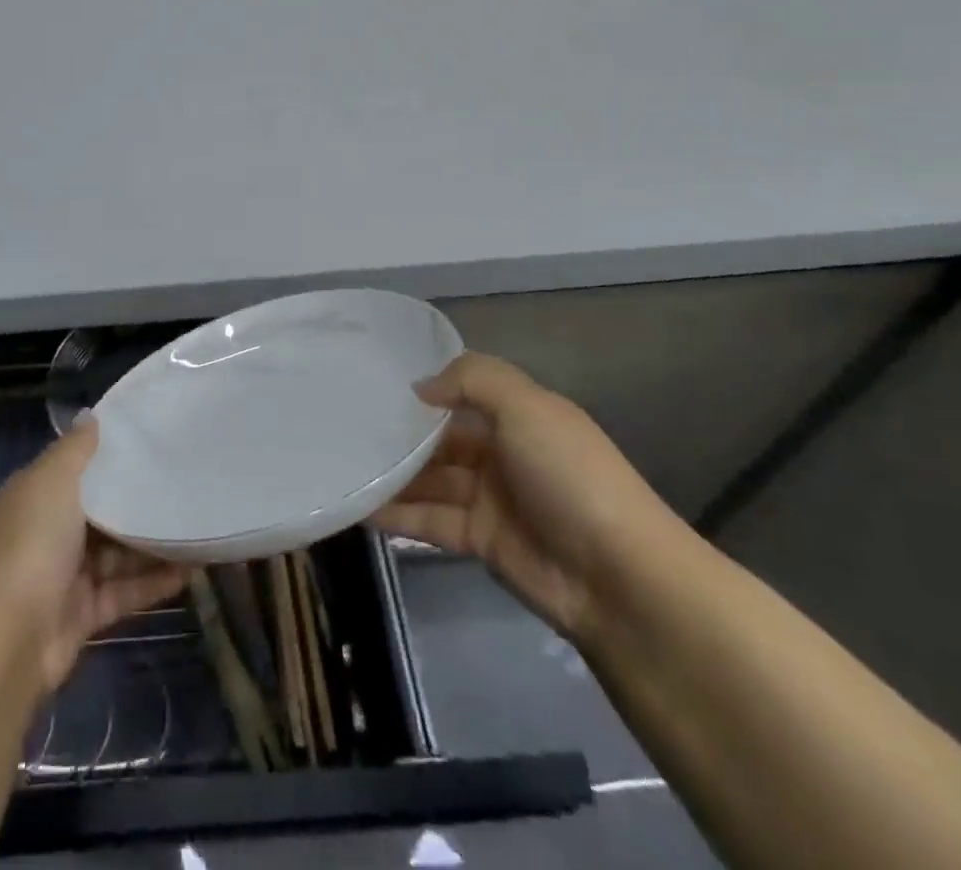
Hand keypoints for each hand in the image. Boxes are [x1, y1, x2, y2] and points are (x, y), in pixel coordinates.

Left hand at [0, 417, 188, 695]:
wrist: (7, 642)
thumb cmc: (31, 545)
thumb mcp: (52, 481)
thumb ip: (76, 449)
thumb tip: (90, 415)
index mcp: (36, 495)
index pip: (76, 468)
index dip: (110, 454)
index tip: (153, 440)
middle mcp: (48, 531)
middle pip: (100, 511)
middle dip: (137, 501)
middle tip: (185, 484)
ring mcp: (65, 576)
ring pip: (117, 553)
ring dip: (153, 544)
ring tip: (197, 528)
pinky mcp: (83, 614)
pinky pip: (124, 591)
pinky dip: (154, 582)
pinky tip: (190, 571)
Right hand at [373, 353, 683, 644]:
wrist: (619, 580)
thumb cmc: (570, 477)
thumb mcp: (527, 408)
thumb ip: (470, 381)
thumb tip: (420, 388)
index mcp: (521, 417)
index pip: (465, 394)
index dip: (426, 388)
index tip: (375, 382)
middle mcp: (503, 454)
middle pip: (441, 438)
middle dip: (401, 433)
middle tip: (344, 424)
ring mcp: (490, 500)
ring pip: (430, 480)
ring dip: (392, 474)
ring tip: (341, 463)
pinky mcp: (479, 541)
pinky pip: (429, 520)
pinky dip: (396, 515)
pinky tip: (357, 507)